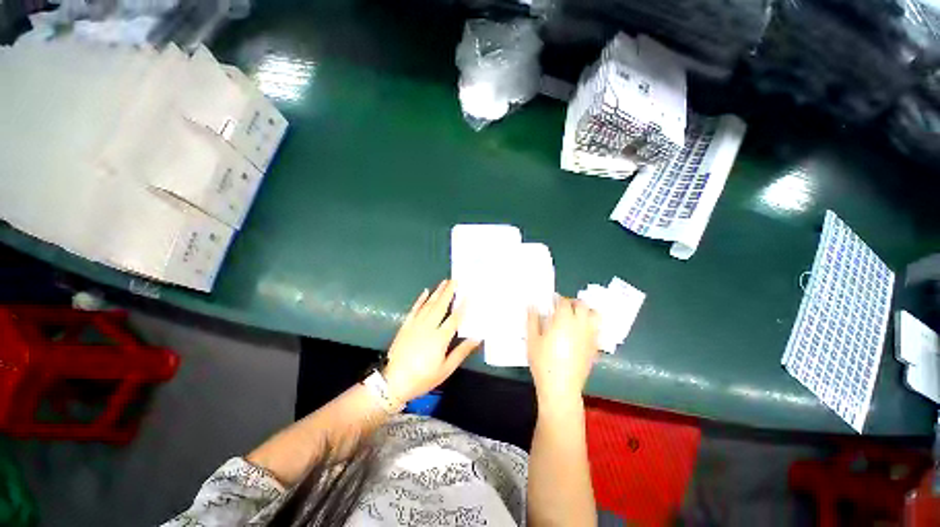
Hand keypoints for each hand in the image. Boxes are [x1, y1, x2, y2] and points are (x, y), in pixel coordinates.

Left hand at [384, 280, 480, 401]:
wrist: (393, 382)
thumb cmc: (422, 378)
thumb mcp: (445, 369)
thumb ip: (461, 352)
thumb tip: (477, 338)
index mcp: (440, 338)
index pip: (454, 318)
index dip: (462, 306)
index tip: (468, 294)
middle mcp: (428, 327)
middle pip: (441, 306)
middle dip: (448, 292)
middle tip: (455, 280)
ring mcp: (415, 324)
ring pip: (428, 304)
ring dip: (437, 292)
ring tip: (444, 282)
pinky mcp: (405, 325)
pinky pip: (414, 309)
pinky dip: (420, 299)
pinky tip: (425, 291)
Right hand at [527, 298, 599, 404]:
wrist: (560, 387)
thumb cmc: (543, 362)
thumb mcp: (532, 339)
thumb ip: (533, 319)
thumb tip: (533, 305)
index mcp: (564, 320)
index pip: (564, 302)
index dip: (557, 299)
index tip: (551, 301)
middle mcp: (580, 325)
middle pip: (582, 305)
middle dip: (573, 303)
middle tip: (563, 308)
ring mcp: (590, 337)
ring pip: (594, 315)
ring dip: (585, 312)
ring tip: (575, 317)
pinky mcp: (595, 348)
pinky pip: (596, 330)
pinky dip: (590, 326)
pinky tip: (580, 333)